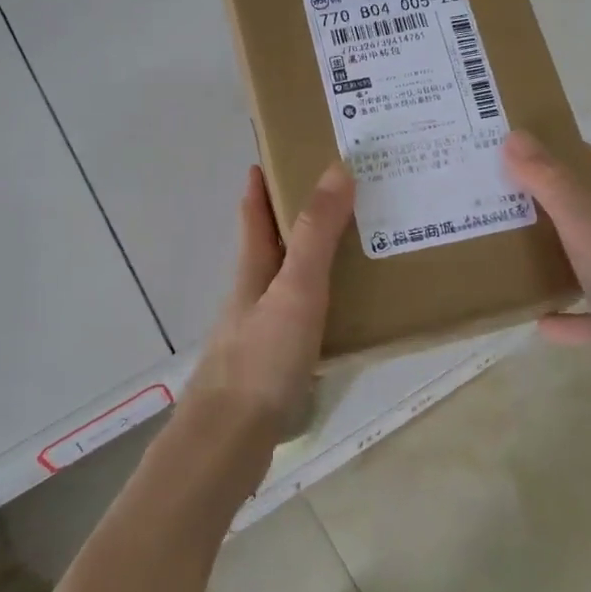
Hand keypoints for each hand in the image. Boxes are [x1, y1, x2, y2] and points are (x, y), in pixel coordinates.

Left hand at [187, 162, 355, 441]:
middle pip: (272, 245)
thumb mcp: (296, 288)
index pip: (254, 213)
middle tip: (342, 196)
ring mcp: (262, 330)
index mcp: (253, 269)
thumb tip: (337, 168)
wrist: (231, 439)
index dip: (261, 183)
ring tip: (358, 248)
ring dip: (314, 260)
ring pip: (289, 281)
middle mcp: (254, 294)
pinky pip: (304, 316)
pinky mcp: (275, 363)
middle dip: (297, 217)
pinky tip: (348, 312)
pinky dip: (324, 301)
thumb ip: (317, 234)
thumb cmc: (263, 357)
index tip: (276, 152)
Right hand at [503, 131, 590, 433]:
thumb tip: (515, 138)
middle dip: (545, 201)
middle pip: (588, 212)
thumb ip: (554, 187)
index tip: (512, 145)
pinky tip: (532, 317)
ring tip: (503, 246)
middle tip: (494, 191)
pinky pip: (586, 315)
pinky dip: (562, 314)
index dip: (559, 150)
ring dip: (550, 255)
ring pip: (585, 262)